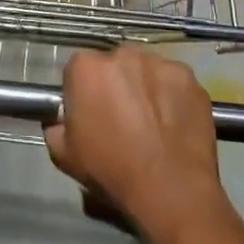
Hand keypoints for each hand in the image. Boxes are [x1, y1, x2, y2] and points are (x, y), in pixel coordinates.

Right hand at [45, 47, 232, 243]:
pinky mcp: (188, 76)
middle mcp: (122, 54)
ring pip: (145, 70)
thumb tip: (61, 121)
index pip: (77, 70)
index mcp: (86, 67)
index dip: (82, 93)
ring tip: (151, 122)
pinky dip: (172, 96)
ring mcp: (159, 62)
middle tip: (121, 118)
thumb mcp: (64, 156)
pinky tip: (173, 123)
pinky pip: (173, 81)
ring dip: (144, 87)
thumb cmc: (111, 170)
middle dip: (115, 85)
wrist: (170, 189)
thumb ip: (55, 127)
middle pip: (113, 65)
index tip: (90, 115)